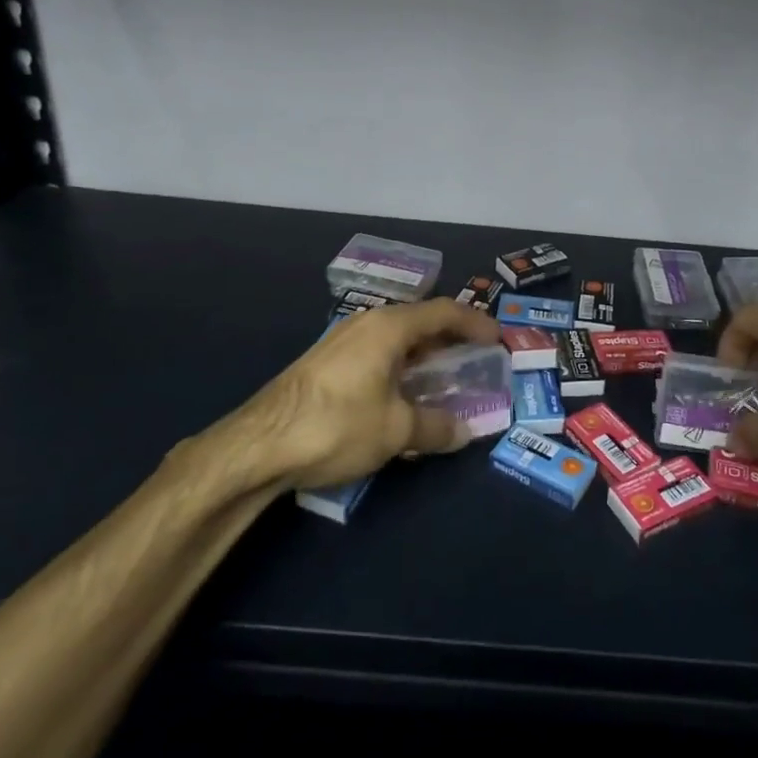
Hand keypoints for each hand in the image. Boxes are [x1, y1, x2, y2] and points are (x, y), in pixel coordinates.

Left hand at [237, 298, 501, 490]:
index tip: (499, 339)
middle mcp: (367, 324)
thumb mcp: (396, 431)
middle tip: (477, 361)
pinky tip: (403, 397)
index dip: (477, 323)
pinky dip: (400, 369)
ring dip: (424, 358)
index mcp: (389, 327)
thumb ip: (436, 428)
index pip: (445, 312)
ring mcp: (342, 342)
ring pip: (396, 341)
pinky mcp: (325, 364)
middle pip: (421, 322)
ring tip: (445, 381)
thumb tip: (465, 432)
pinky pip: (377, 355)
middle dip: (452, 341)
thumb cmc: (337, 425)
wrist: (258, 445)